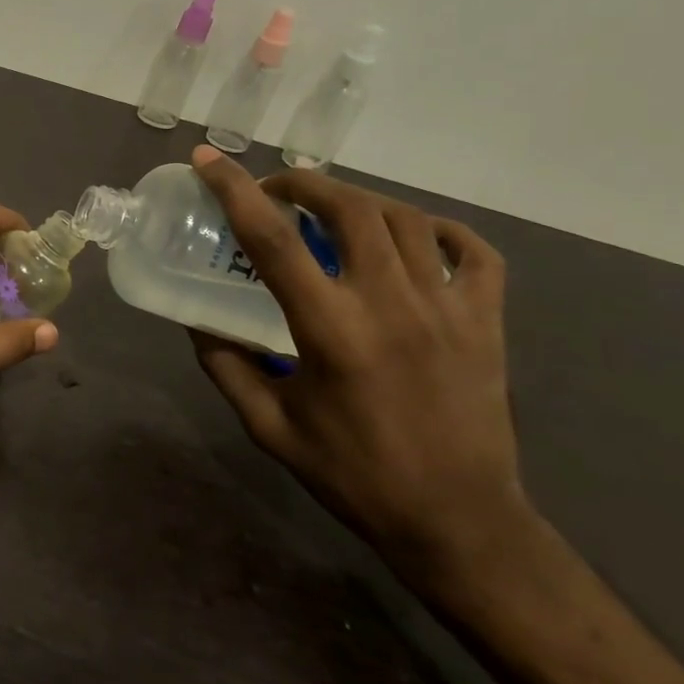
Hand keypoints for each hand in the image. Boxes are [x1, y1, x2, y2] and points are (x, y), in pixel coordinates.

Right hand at [187, 145, 530, 583]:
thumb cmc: (353, 475)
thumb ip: (225, 366)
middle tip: (274, 190)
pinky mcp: (487, 323)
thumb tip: (195, 320)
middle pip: (349, 209)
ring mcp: (449, 309)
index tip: (207, 160)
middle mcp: (392, 305)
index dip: (234, 191)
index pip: (273, 241)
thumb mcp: (268, 426)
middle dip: (303, 183)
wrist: (459, 522)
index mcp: (331, 330)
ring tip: (330, 210)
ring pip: (405, 220)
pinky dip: (438, 230)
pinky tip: (412, 236)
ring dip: (358, 200)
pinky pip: (474, 252)